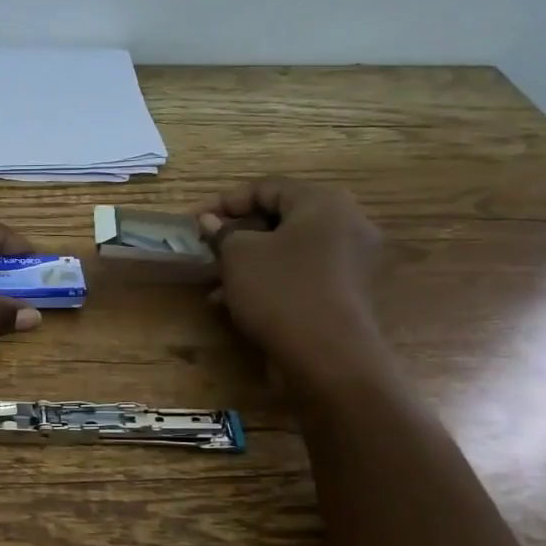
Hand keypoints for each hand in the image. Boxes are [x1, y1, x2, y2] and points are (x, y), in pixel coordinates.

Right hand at [194, 176, 385, 387]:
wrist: (329, 357)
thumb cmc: (281, 291)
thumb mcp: (239, 256)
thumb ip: (222, 233)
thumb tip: (210, 221)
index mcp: (323, 202)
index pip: (266, 187)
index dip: (224, 202)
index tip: (194, 222)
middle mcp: (346, 224)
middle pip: (280, 219)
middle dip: (236, 235)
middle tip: (206, 251)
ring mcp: (351, 261)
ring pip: (288, 250)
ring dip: (248, 263)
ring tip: (215, 285)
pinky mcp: (347, 293)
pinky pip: (301, 275)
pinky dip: (270, 281)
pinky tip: (237, 303)